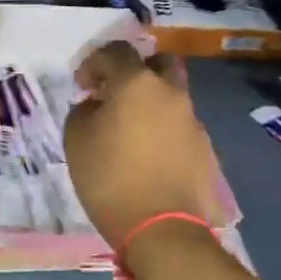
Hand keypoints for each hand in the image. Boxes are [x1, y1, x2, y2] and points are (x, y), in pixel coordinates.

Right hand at [64, 41, 225, 249]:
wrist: (162, 228)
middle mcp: (171, 93)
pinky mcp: (204, 148)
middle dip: (135, 71)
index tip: (82, 85)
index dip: (94, 62)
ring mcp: (192, 120)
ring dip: (149, 102)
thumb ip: (84, 111)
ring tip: (128, 130)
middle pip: (158, 63)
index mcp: (138, 83)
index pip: (117, 51)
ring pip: (170, 95)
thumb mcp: (76, 139)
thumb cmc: (110, 178)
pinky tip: (146, 154)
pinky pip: (178, 125)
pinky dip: (161, 128)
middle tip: (114, 93)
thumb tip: (96, 105)